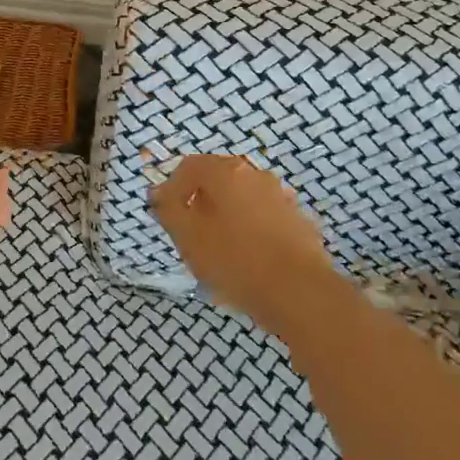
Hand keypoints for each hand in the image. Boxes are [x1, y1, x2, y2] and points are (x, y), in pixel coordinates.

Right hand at [148, 154, 348, 340]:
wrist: (300, 293)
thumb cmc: (236, 261)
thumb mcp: (189, 238)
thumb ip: (169, 210)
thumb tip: (159, 192)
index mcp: (226, 172)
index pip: (189, 166)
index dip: (172, 188)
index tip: (167, 216)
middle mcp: (256, 175)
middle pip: (218, 179)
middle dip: (200, 202)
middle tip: (191, 234)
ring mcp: (281, 197)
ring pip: (242, 199)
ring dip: (226, 217)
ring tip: (219, 251)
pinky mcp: (298, 221)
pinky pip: (263, 218)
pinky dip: (250, 230)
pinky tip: (248, 260)